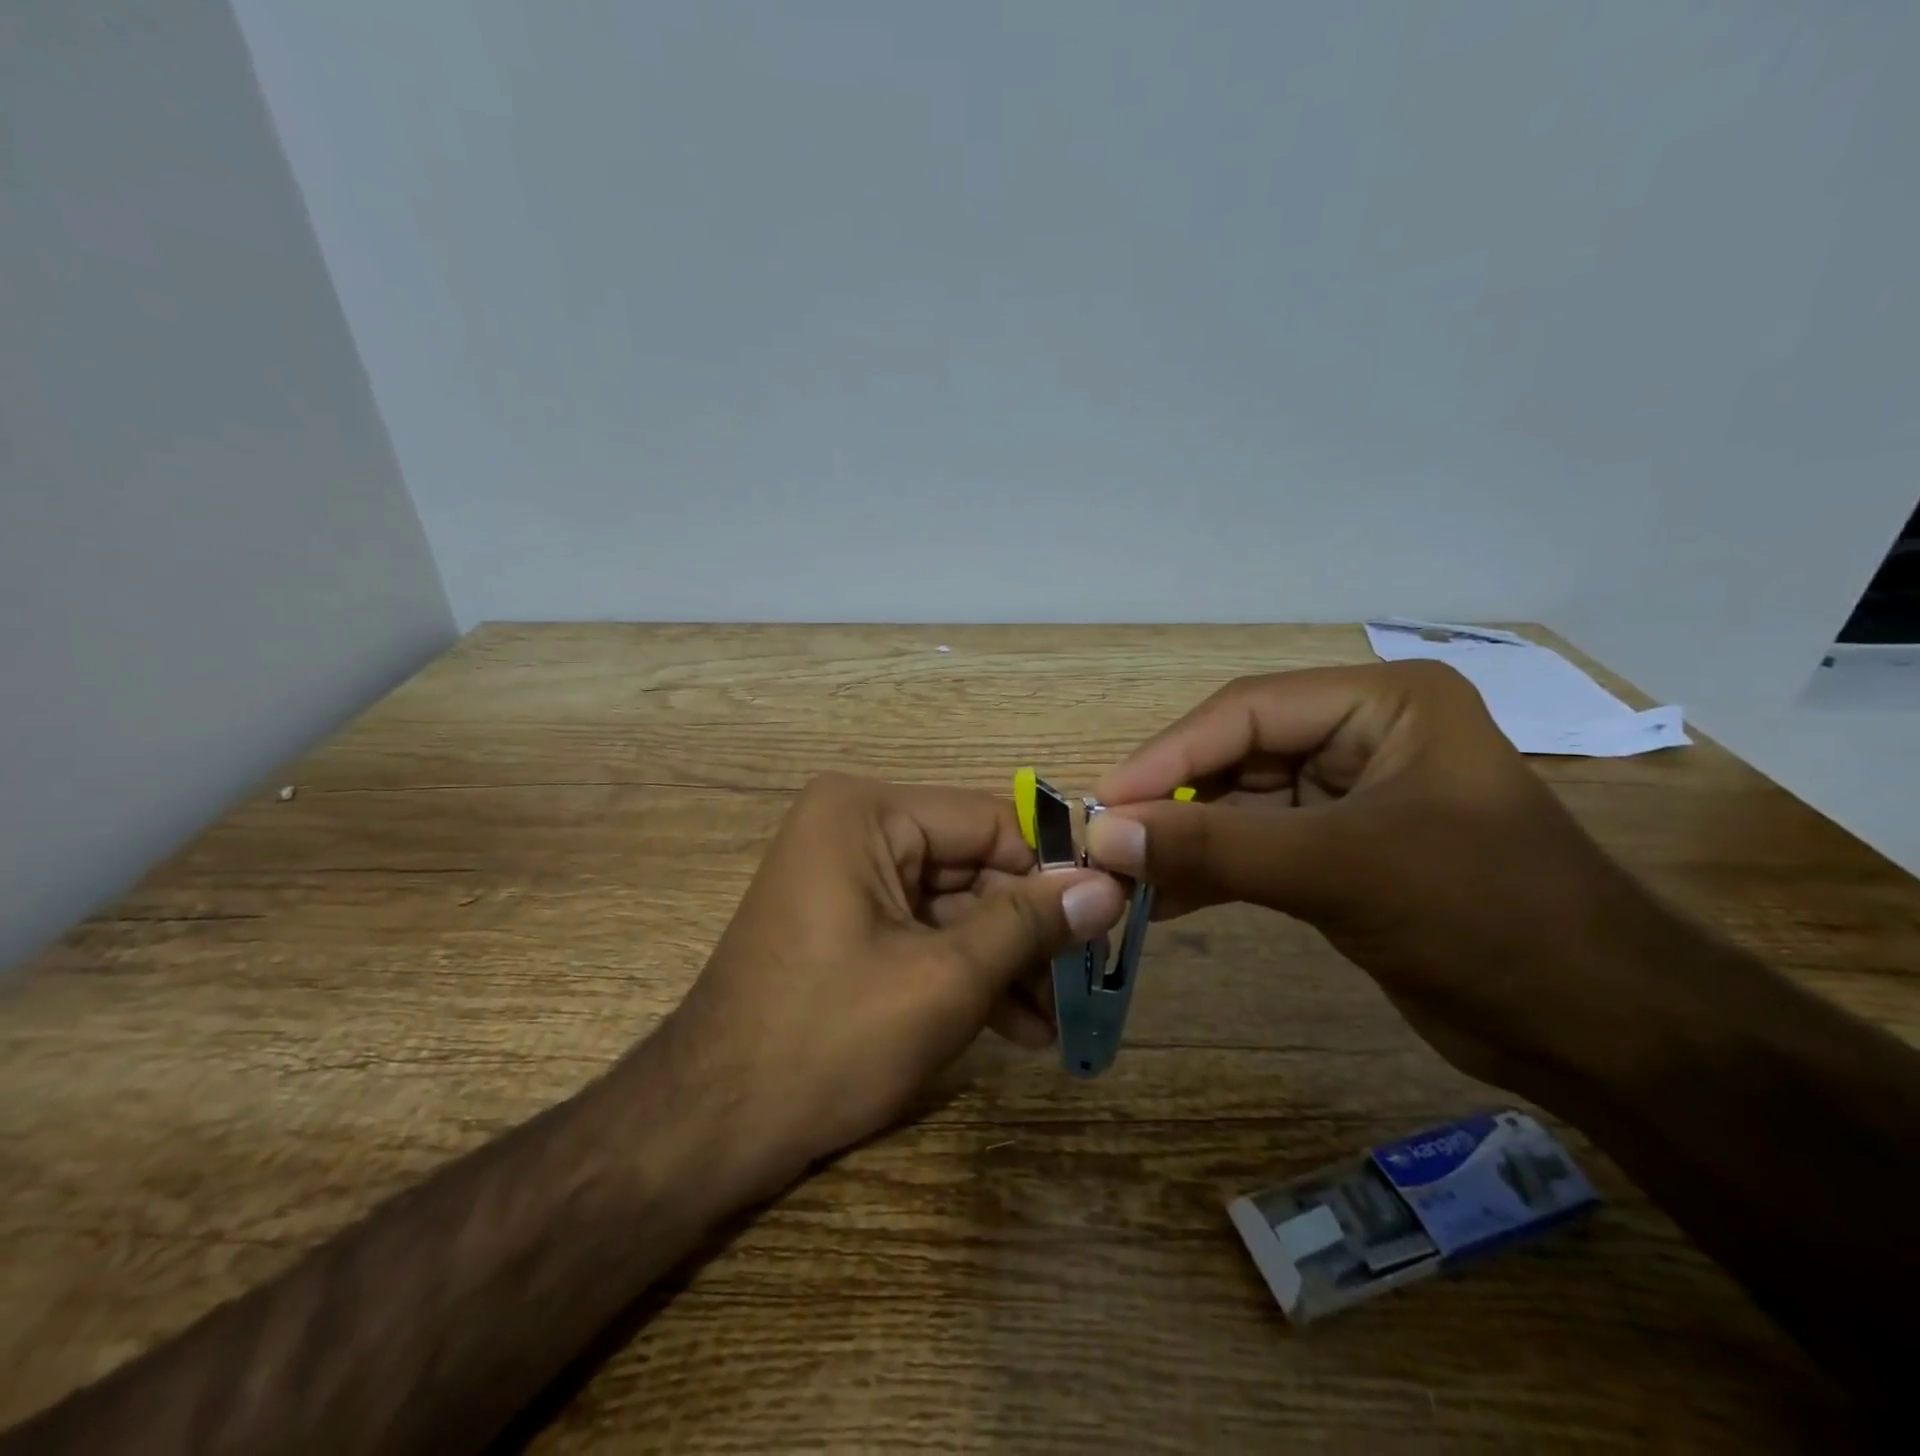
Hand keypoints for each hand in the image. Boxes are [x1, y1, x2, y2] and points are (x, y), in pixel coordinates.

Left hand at [666, 773, 1124, 1181]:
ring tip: (1054, 1022)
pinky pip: (922, 932)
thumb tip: (1109, 885)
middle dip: (1028, 929)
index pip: (990, 822)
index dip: (1054, 869)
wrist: (707, 1128)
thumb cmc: (827, 1039)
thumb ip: (1029, 924)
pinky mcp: (847, 923)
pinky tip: (1014, 1026)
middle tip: (1087, 981)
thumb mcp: (944, 979)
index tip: (1110, 917)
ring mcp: (847, 876)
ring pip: (954, 905)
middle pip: (973, 865)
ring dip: (1005, 960)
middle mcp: (855, 828)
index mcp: (867, 812)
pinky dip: (965, 973)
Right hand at [1085, 661, 1683, 1095]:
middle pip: (1236, 754)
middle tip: (1103, 842)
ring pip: (1239, 804)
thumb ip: (1215, 848)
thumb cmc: (1487, 919)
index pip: (1246, 712)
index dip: (1168, 757)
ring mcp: (1351, 794)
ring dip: (1184, 840)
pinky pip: (1257, 847)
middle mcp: (1362, 734)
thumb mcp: (1341, 871)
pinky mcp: (1342, 850)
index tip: (1102, 803)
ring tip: (1121, 874)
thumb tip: (1104, 835)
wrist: (1603, 1033)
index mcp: (1382, 702)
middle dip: (1171, 801)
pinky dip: (1211, 871)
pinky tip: (1162, 899)